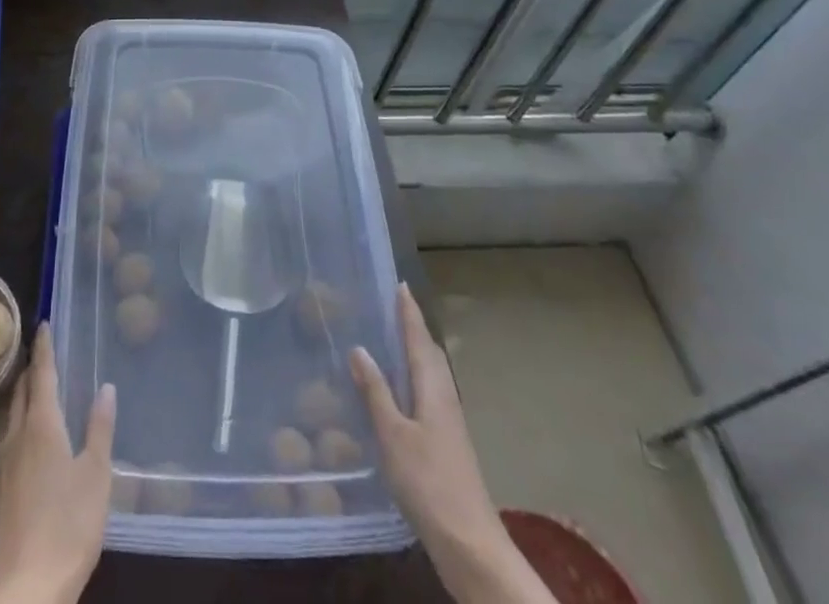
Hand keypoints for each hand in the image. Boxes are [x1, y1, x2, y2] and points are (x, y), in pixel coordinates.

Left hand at [0, 323, 116, 603]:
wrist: (25, 589)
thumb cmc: (68, 525)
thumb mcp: (96, 475)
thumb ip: (100, 428)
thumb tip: (106, 386)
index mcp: (41, 425)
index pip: (42, 374)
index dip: (44, 347)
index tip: (44, 322)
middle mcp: (18, 436)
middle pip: (23, 391)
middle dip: (33, 368)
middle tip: (45, 350)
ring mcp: (4, 465)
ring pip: (13, 414)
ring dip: (25, 394)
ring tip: (38, 386)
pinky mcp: (1, 490)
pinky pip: (10, 437)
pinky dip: (21, 420)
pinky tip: (30, 435)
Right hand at [351, 285, 556, 603]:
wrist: (469, 543)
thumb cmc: (428, 482)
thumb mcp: (393, 436)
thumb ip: (376, 391)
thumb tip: (359, 348)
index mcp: (433, 387)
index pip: (419, 338)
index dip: (408, 312)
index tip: (400, 284)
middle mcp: (444, 397)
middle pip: (429, 352)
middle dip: (413, 327)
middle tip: (393, 305)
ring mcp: (448, 421)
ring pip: (431, 373)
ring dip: (415, 351)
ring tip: (393, 338)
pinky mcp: (447, 442)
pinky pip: (429, 392)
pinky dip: (414, 377)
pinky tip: (401, 389)